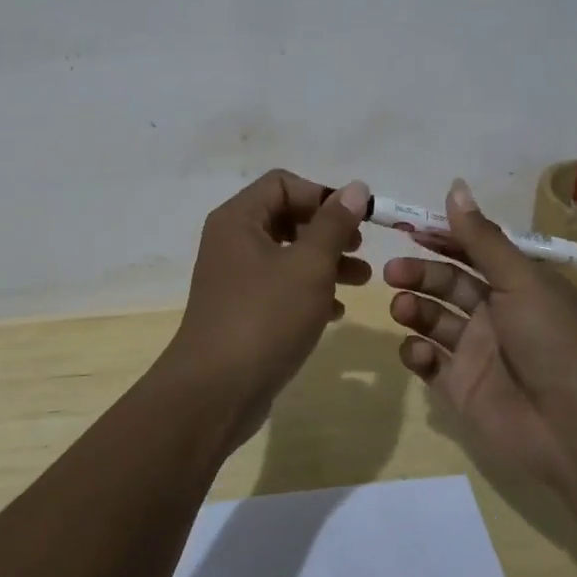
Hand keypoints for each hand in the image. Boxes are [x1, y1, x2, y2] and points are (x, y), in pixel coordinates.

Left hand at [162, 170, 370, 444]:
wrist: (215, 392)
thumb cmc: (265, 317)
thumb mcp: (309, 266)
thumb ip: (334, 224)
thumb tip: (354, 187)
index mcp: (239, 219)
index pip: (283, 183)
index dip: (322, 195)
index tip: (355, 220)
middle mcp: (232, 240)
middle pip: (286, 216)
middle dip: (328, 231)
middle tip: (360, 249)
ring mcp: (234, 277)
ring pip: (287, 254)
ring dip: (325, 261)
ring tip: (362, 280)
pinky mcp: (242, 309)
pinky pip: (280, 286)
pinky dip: (309, 290)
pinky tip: (336, 310)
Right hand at [384, 179, 576, 483]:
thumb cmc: (553, 341)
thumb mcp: (520, 281)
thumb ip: (482, 238)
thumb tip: (455, 187)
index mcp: (517, 284)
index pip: (473, 251)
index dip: (442, 238)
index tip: (408, 228)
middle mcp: (496, 314)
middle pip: (448, 284)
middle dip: (420, 273)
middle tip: (392, 272)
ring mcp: (477, 352)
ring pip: (434, 320)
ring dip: (414, 309)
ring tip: (402, 308)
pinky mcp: (461, 388)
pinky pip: (429, 363)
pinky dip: (416, 353)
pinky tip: (415, 350)